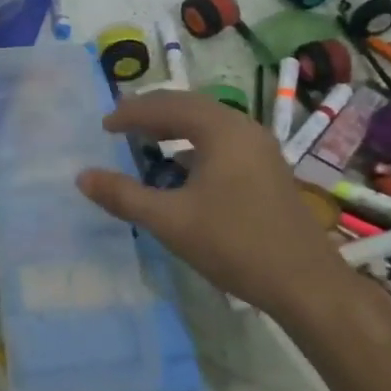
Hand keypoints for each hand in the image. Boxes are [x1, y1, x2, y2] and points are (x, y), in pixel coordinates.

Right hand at [76, 89, 346, 316]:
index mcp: (220, 130)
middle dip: (152, 113)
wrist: (307, 284)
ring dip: (174, 127)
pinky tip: (181, 167)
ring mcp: (260, 148)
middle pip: (188, 106)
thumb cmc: (235, 244)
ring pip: (207, 123)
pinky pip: (222, 141)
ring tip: (145, 140)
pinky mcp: (268, 169)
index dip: (131, 112)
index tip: (104, 125)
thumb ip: (124, 196)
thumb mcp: (171, 221)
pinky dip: (194, 144)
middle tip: (120, 123)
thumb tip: (82, 176)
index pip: (166, 106)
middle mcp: (242, 128)